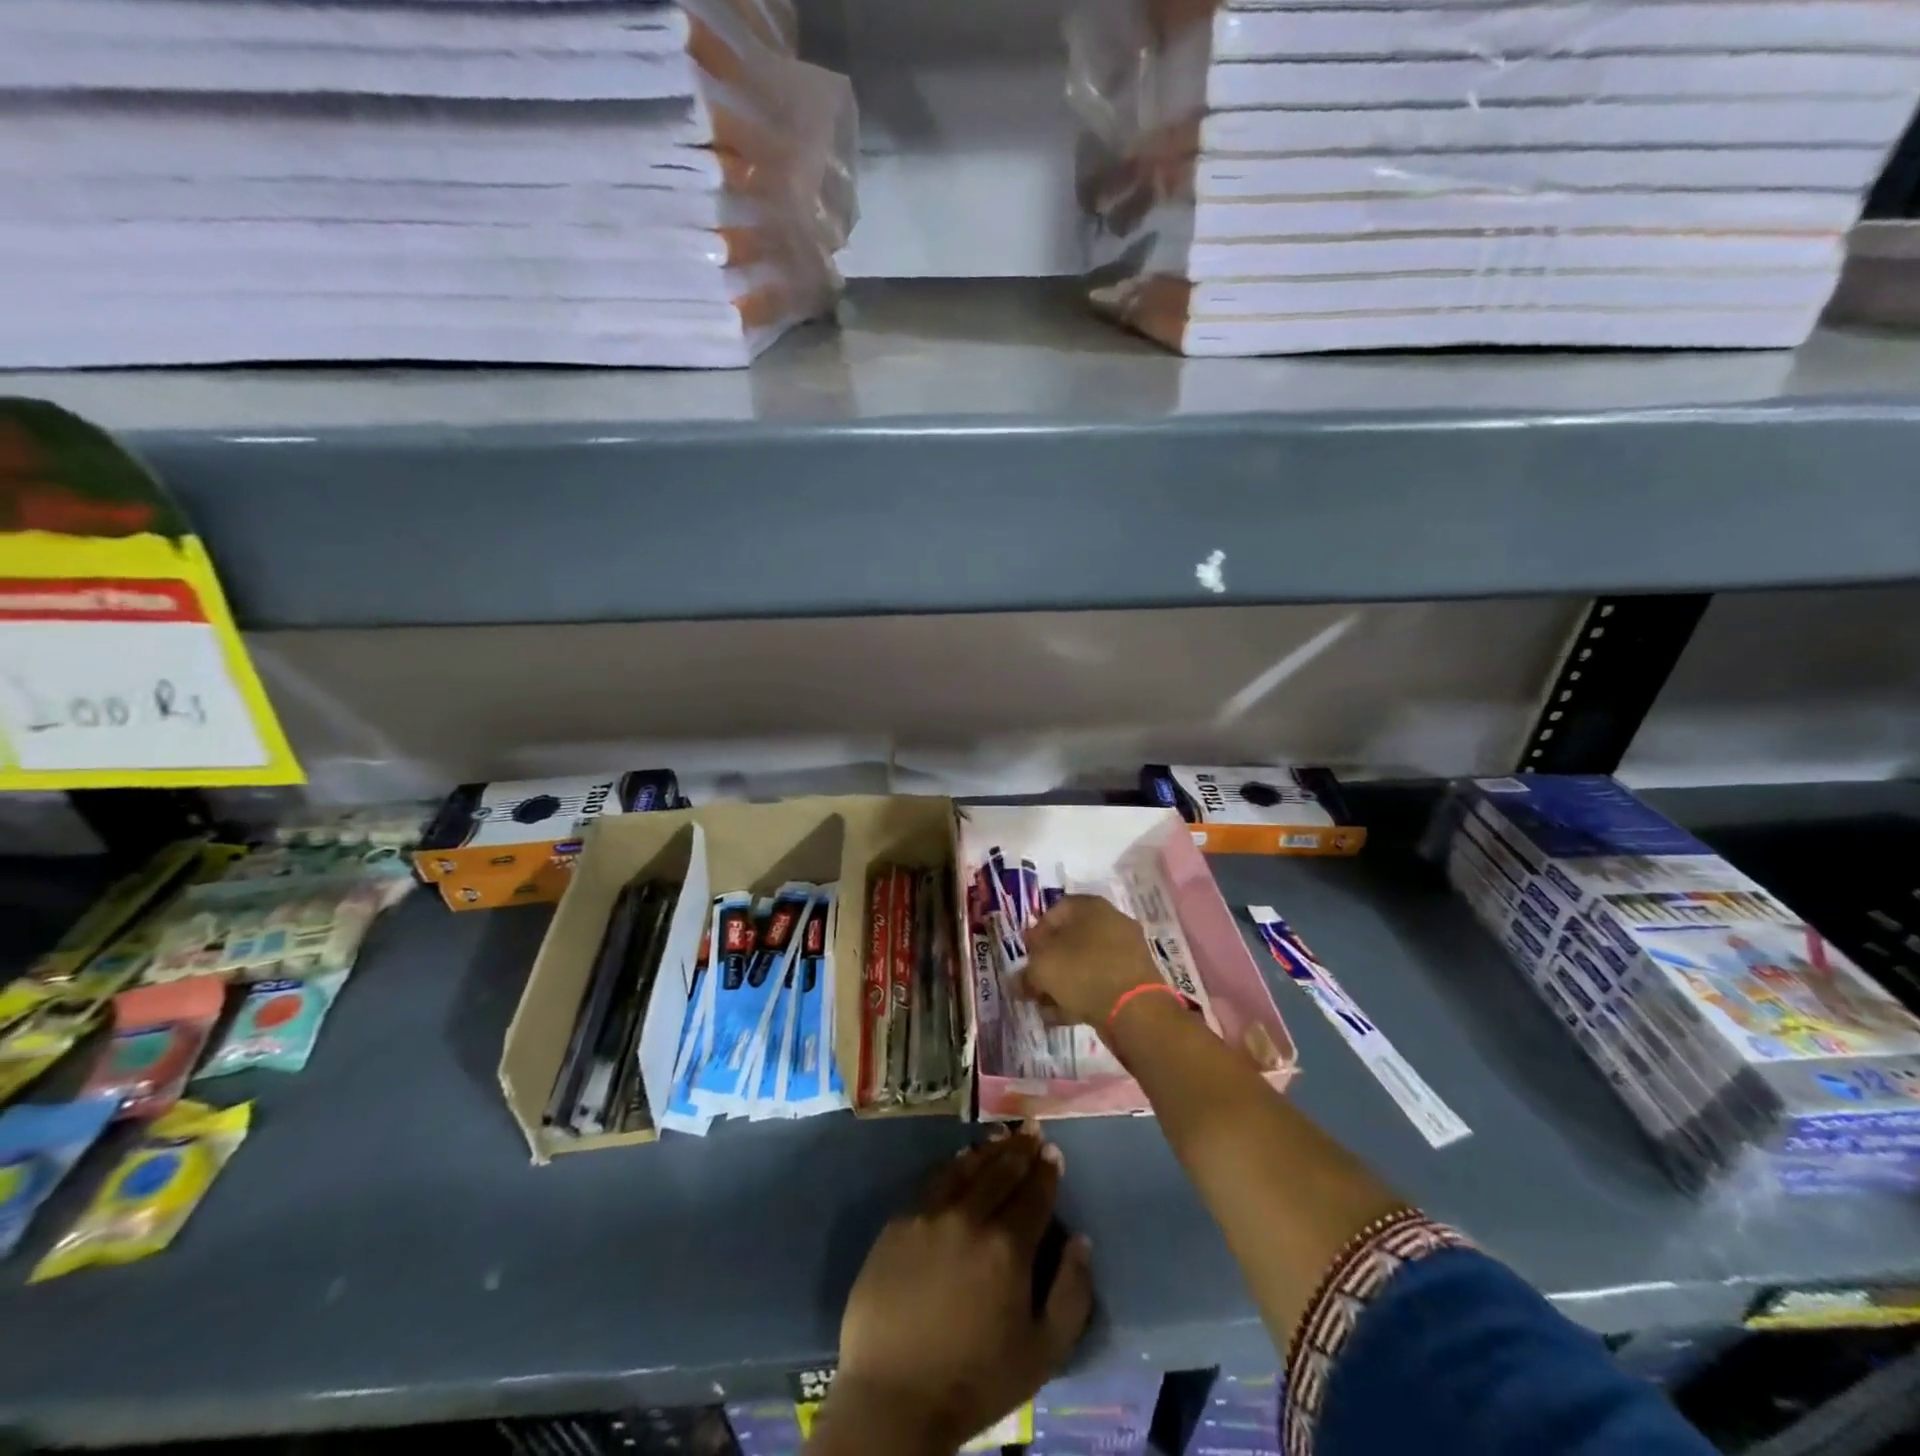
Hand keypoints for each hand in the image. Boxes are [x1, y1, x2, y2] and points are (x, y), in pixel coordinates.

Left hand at [825, 1126, 1092, 1453]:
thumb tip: (1081, 1241)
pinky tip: (961, 1159)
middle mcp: (970, 1217)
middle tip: (1032, 1130)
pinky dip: (953, 1164)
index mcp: (1008, 1247)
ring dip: (989, 1149)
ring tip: (1002, 1135)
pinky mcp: (900, 1221)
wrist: (894, 1397)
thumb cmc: (975, 1381)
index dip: (1047, 1170)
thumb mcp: (1043, 1353)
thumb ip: (1071, 1293)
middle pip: (1001, 1171)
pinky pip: (933, 1180)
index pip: (1034, 1194)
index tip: (1054, 1152)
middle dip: (1021, 1148)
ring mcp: (930, 1214)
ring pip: (966, 1167)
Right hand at [1022, 894, 1163, 1027]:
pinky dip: (1082, 995)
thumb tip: (1022, 979)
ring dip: (1062, 984)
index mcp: (1089, 906)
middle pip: (1069, 939)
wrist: (1135, 1010)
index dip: (1035, 934)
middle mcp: (1111, 921)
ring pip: (1084, 964)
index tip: (1026, 957)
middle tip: (1034, 985)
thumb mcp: (1041, 967)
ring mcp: (1126, 951)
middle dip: (1048, 963)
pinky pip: (1100, 982)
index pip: (1054, 911)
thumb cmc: (1082, 972)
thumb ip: (1026, 971)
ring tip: (1045, 1007)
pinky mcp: (1134, 979)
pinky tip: (1064, 1015)